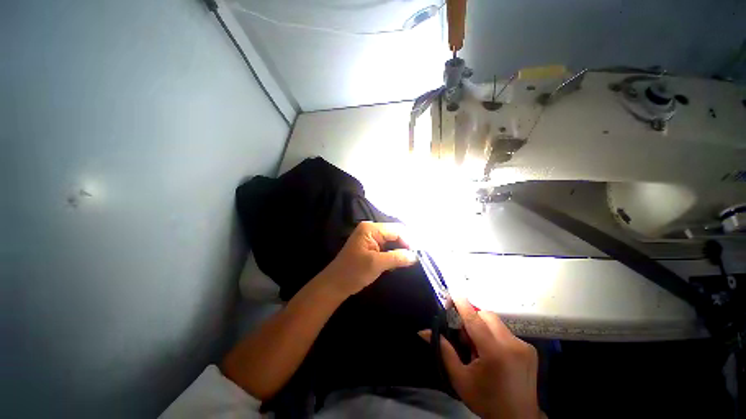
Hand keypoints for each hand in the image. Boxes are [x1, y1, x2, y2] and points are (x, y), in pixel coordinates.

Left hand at [319, 222, 416, 297]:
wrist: (336, 284)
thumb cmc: (354, 272)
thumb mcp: (376, 264)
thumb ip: (397, 257)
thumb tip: (415, 256)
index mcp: (371, 229)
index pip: (396, 229)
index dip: (408, 240)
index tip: (417, 254)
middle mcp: (372, 230)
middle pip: (395, 233)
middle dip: (405, 245)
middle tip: (415, 258)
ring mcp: (371, 238)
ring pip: (392, 241)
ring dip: (400, 250)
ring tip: (409, 261)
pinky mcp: (372, 247)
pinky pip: (387, 247)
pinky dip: (394, 254)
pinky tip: (399, 262)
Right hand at [420, 298, 539, 418]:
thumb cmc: (486, 400)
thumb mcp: (459, 378)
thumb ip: (443, 350)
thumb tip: (423, 331)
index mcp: (494, 353)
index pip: (474, 320)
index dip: (463, 304)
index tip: (454, 293)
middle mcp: (512, 345)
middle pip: (487, 316)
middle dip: (473, 318)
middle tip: (466, 337)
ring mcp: (524, 346)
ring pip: (497, 322)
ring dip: (484, 327)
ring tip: (480, 349)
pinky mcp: (531, 349)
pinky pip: (506, 332)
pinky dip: (495, 335)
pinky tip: (493, 353)